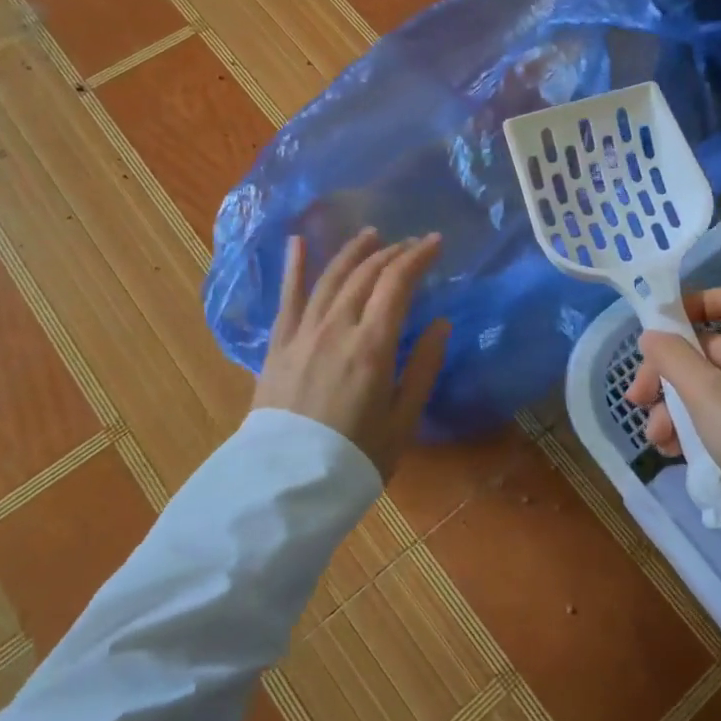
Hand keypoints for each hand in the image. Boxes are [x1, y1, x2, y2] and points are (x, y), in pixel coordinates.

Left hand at [252, 229, 449, 478]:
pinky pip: (287, 298)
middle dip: (392, 252)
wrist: (287, 484)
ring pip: (330, 278)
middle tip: (411, 243)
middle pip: (365, 275)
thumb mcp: (403, 420)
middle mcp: (336, 328)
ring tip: (371, 235)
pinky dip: (294, 267)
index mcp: (372, 346)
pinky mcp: (279, 345)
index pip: (397, 284)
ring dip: (353, 252)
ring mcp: (303, 333)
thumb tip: (442, 324)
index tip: (436, 242)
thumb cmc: (356, 457)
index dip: (418, 257)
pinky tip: (298, 242)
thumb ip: (422, 368)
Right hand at [627, 285, 720, 522]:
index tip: (666, 324)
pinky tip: (673, 450)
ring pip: (708, 387)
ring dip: (674, 406)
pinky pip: (720, 415)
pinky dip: (694, 426)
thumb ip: (673, 359)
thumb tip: (651, 334)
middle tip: (637, 398)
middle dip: (667, 371)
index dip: (702, 301)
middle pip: (708, 349)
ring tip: (656, 437)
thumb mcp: (707, 395)